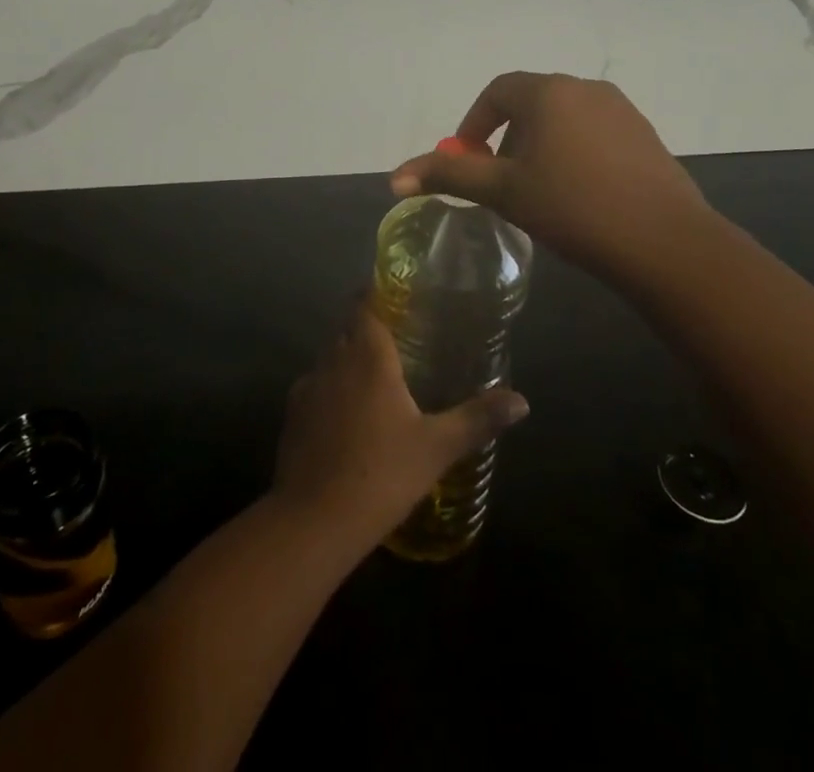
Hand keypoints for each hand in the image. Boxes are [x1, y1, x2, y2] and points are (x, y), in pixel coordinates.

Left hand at [271, 304, 528, 554]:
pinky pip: (314, 389)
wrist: (312, 520)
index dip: (374, 294)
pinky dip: (330, 391)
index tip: (393, 294)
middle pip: (346, 328)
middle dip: (366, 326)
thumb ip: (477, 419)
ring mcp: (307, 388)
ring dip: (347, 359)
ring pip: (328, 358)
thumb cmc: (381, 473)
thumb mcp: (437, 448)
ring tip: (375, 378)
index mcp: (367, 356)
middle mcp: (333, 361)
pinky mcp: (291, 417)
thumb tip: (522, 402)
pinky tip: (347, 418)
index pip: (364, 305)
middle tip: (397, 338)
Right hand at [389, 71, 712, 280]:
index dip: (474, 123)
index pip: (497, 91)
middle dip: (507, 137)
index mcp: (548, 92)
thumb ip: (448, 176)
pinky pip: (594, 132)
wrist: (664, 242)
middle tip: (502, 181)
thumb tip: (394, 178)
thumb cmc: (572, 208)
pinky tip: (580, 193)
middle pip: (531, 102)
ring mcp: (621, 109)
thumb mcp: (502, 191)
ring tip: (539, 190)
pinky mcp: (644, 134)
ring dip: (540, 144)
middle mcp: (585, 88)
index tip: (468, 159)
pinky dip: (574, 151)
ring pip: (564, 118)